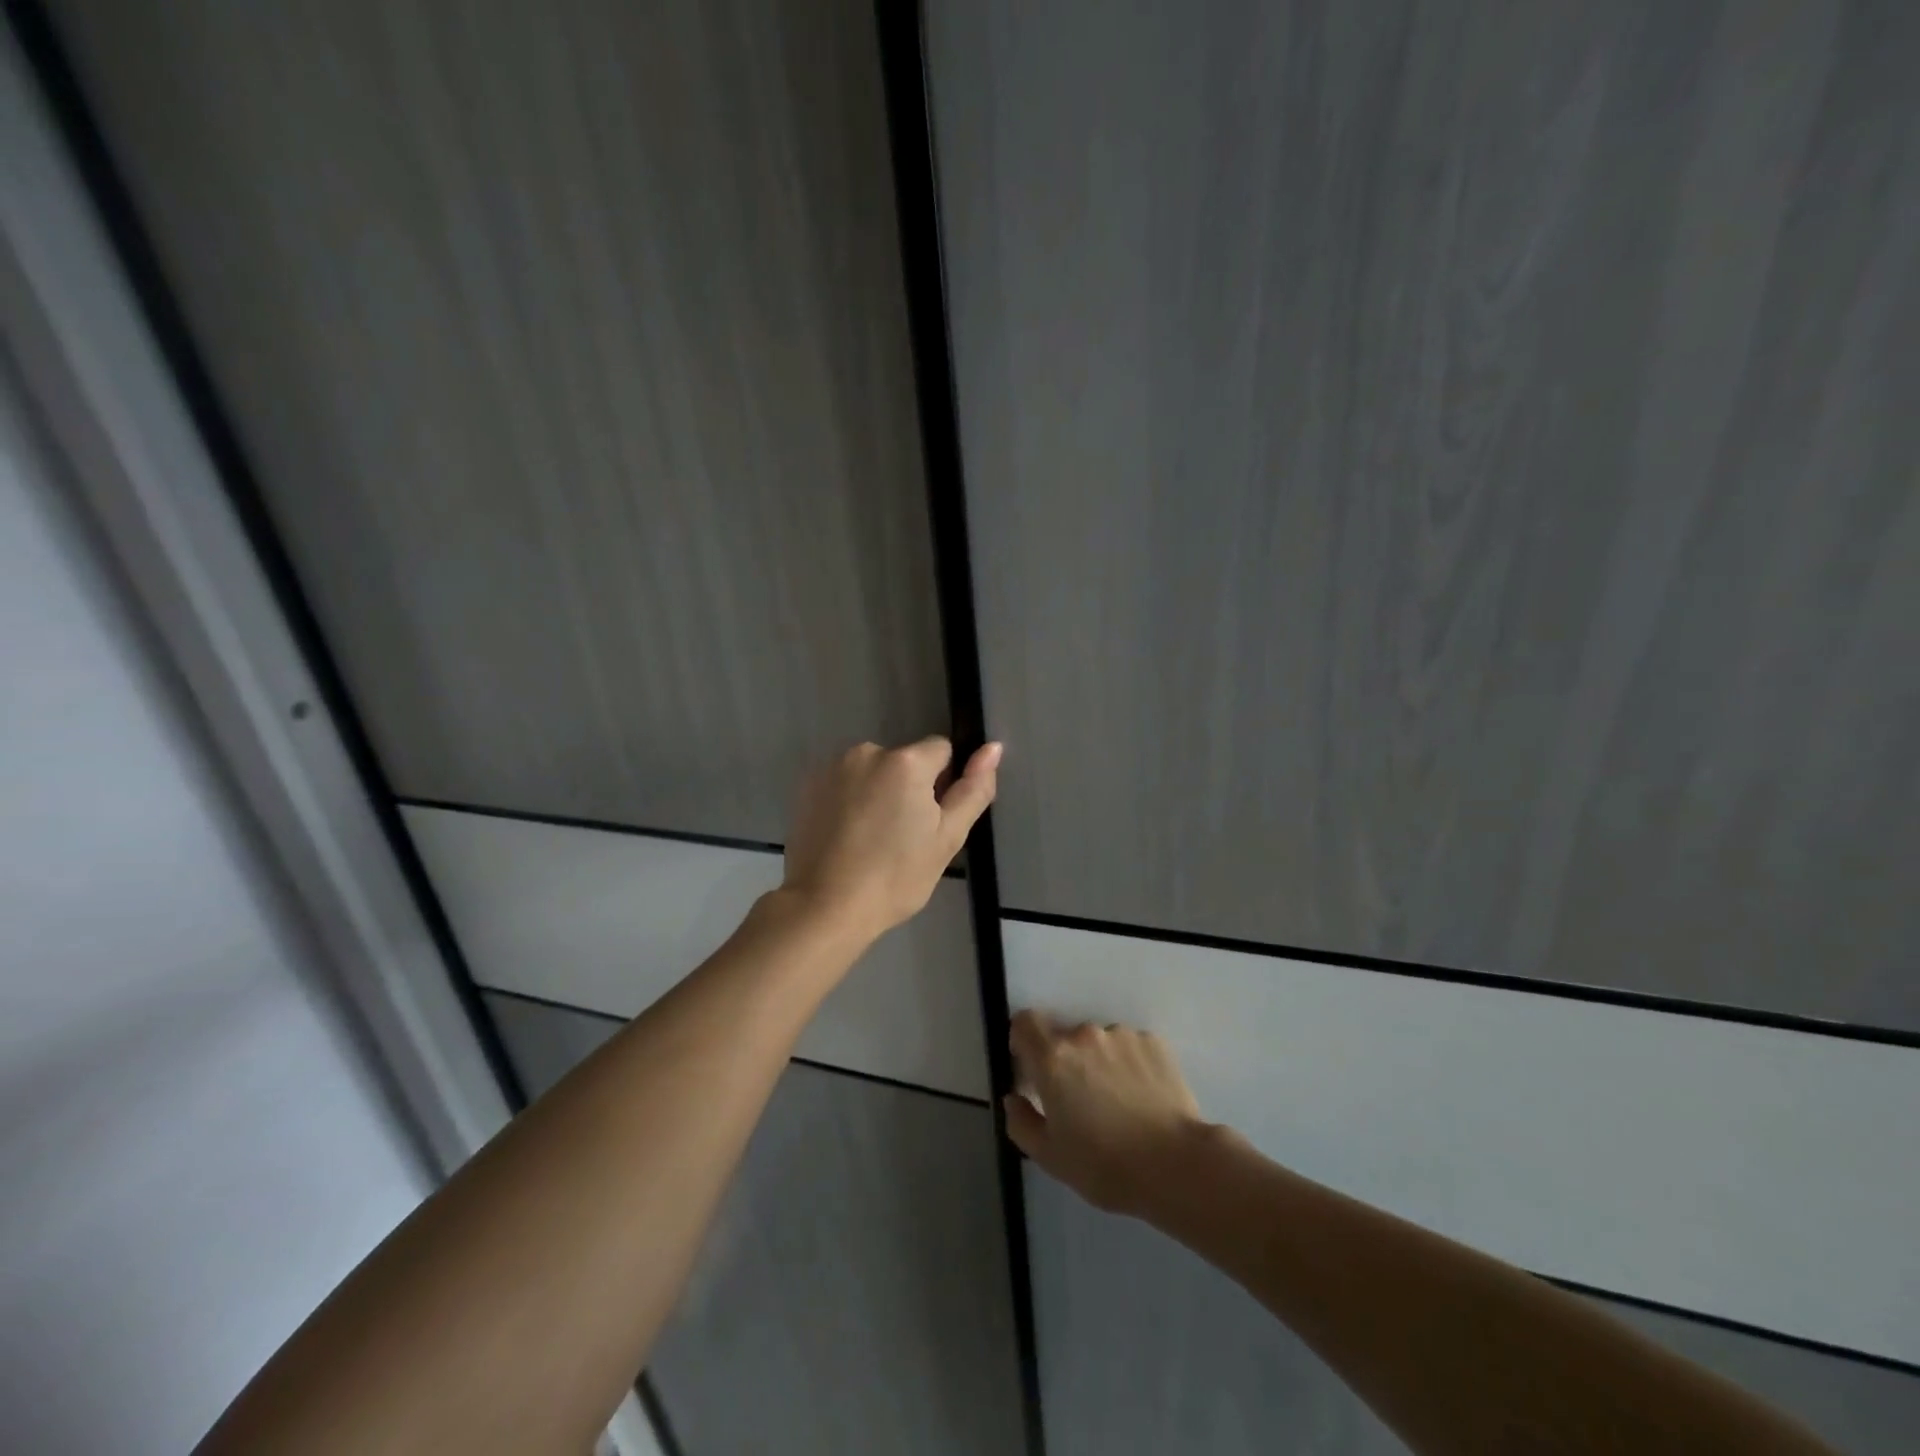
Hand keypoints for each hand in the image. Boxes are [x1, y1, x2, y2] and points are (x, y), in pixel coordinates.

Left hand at [781, 736, 1001, 943]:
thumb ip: (973, 789)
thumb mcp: (948, 838)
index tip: (930, 820)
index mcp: (906, 761)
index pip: (941, 750)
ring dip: (879, 793)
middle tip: (903, 837)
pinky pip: (845, 784)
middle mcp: (867, 751)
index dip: (943, 784)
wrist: (826, 907)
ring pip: (874, 773)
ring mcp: (833, 767)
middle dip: (909, 788)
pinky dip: (851, 801)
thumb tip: (992, 747)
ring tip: (873, 840)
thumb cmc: (896, 876)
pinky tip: (848, 838)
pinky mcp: (808, 786)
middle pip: (905, 761)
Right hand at [1004, 1011, 1206, 1217]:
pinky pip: (1130, 1047)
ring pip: (1099, 1042)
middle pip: (1064, 1037)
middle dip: (1066, 1061)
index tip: (1031, 1068)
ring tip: (1118, 1102)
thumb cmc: (1105, 1165)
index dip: (1024, 1041)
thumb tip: (1013, 1098)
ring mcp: (1122, 1035)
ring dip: (1099, 1062)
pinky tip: (1142, 1098)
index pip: (1025, 1022)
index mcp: (1053, 1058)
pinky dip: (1129, 1065)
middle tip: (1080, 1100)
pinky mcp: (1153, 1042)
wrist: (1175, 1165)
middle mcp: (1084, 1035)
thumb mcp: (1050, 1156)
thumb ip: (1021, 1122)